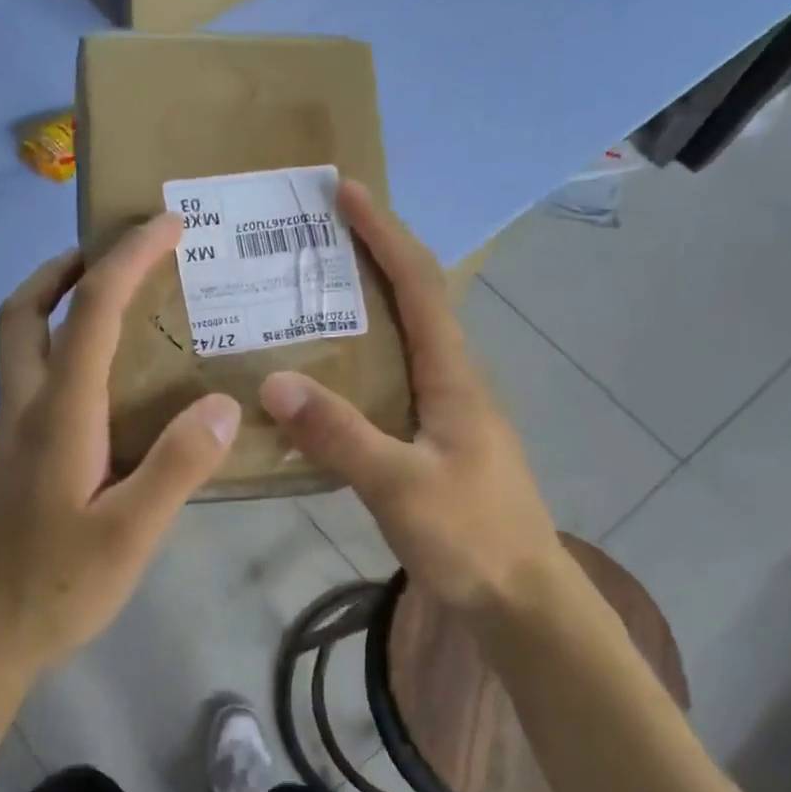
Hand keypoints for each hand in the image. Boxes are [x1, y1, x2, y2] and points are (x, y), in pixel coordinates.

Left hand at [0, 215, 240, 682]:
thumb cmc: (53, 589)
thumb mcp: (130, 534)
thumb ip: (178, 465)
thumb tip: (224, 403)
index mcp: (57, 416)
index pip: (93, 313)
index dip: (128, 259)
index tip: (167, 223)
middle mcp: (25, 411)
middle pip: (24, 313)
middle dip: (64, 268)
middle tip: (112, 258)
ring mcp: (10, 439)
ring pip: (20, 348)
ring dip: (57, 309)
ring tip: (116, 314)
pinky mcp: (10, 465)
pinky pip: (34, 386)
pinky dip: (63, 359)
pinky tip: (108, 398)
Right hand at [258, 180, 560, 612]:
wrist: (518, 599)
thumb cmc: (471, 537)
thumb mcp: (401, 486)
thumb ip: (339, 436)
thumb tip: (273, 382)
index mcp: (452, 377)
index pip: (418, 286)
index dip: (384, 235)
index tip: (346, 192)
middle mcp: (451, 383)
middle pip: (411, 302)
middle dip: (369, 259)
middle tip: (311, 240)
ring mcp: (443, 414)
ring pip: (399, 344)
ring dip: (360, 310)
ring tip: (304, 298)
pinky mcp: (430, 443)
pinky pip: (387, 384)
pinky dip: (354, 364)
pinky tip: (320, 381)